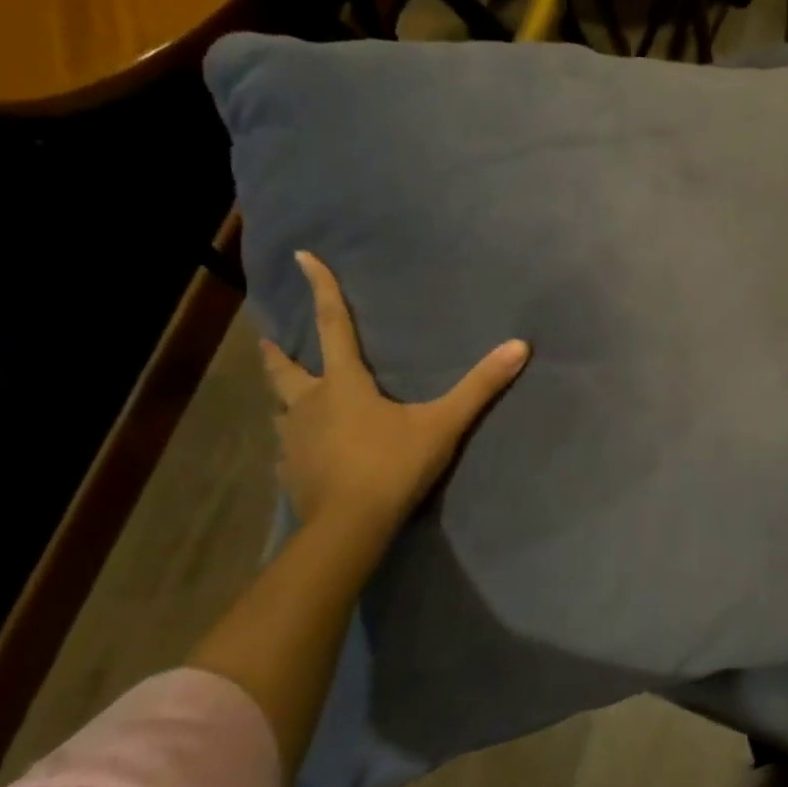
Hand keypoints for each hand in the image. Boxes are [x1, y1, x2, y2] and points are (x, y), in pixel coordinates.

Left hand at [260, 251, 529, 541]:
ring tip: (287, 396)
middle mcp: (309, 404)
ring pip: (280, 409)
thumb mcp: (443, 424)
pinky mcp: (289, 472)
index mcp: (343, 384)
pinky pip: (286, 447)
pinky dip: (293, 440)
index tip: (301, 257)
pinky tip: (301, 451)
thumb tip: (519, 346)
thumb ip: (480, 386)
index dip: (320, 289)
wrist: (348, 528)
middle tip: (268, 339)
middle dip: (277, 352)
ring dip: (283, 396)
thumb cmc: (392, 466)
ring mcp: (292, 440)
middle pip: (284, 369)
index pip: (333, 325)